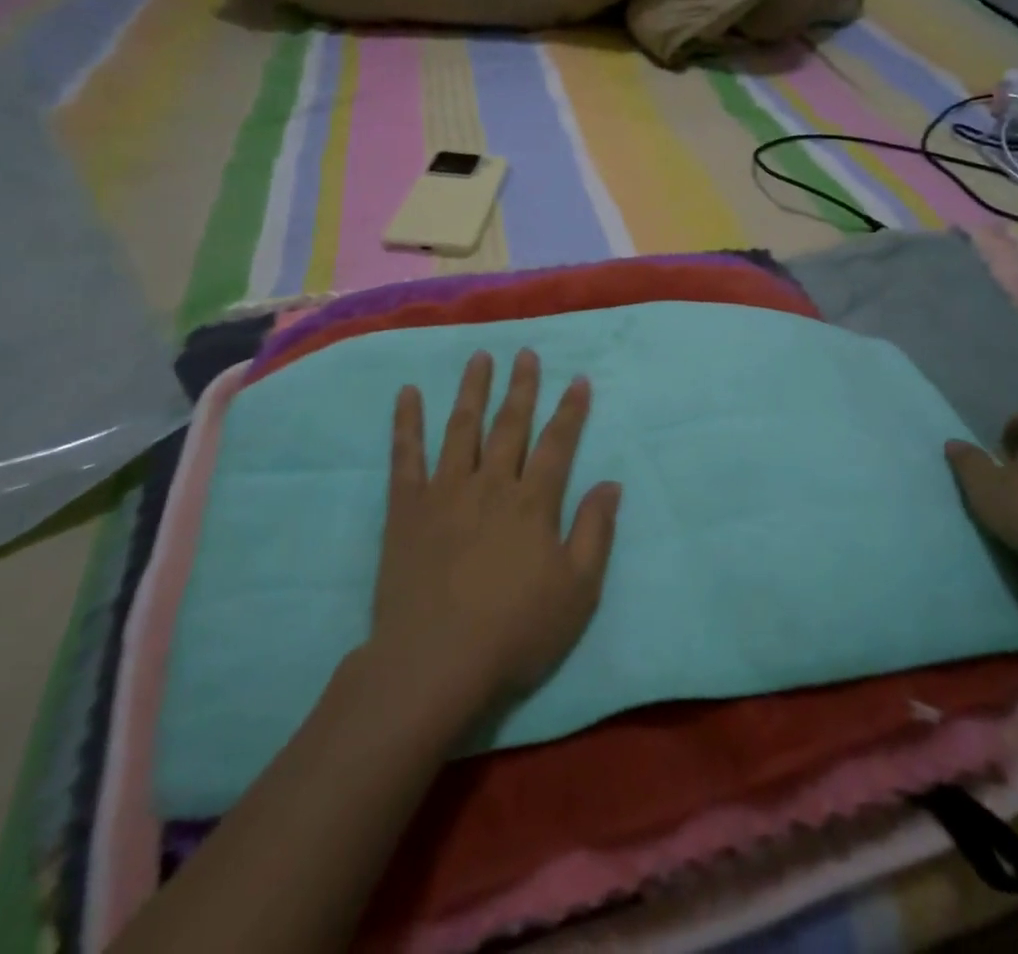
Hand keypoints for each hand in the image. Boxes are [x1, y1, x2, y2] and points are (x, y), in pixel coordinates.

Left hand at [366, 349, 621, 726]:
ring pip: (462, 428)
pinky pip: (406, 456)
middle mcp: (491, 484)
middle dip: (522, 387)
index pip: (557, 444)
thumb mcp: (577, 591)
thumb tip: (611, 483)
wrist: (434, 663)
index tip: (579, 380)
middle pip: (510, 425)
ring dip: (472, 389)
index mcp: (532, 502)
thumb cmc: (514, 631)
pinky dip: (406, 422)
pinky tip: (407, 393)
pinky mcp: (406, 508)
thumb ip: (595, 531)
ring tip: (480, 357)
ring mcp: (445, 491)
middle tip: (526, 353)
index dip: (570, 411)